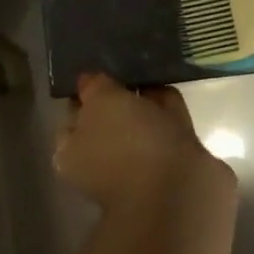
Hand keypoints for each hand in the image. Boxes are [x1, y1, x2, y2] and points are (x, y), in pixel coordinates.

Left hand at [54, 74, 233, 209]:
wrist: (179, 186)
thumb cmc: (129, 143)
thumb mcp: (102, 103)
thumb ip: (95, 87)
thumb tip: (89, 80)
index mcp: (74, 153)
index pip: (74, 115)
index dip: (86, 92)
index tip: (102, 69)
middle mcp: (103, 161)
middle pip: (110, 120)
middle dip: (120, 97)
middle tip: (130, 68)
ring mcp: (139, 163)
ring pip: (141, 124)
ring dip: (147, 103)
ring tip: (153, 72)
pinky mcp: (173, 162)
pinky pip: (167, 127)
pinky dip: (168, 111)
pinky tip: (171, 89)